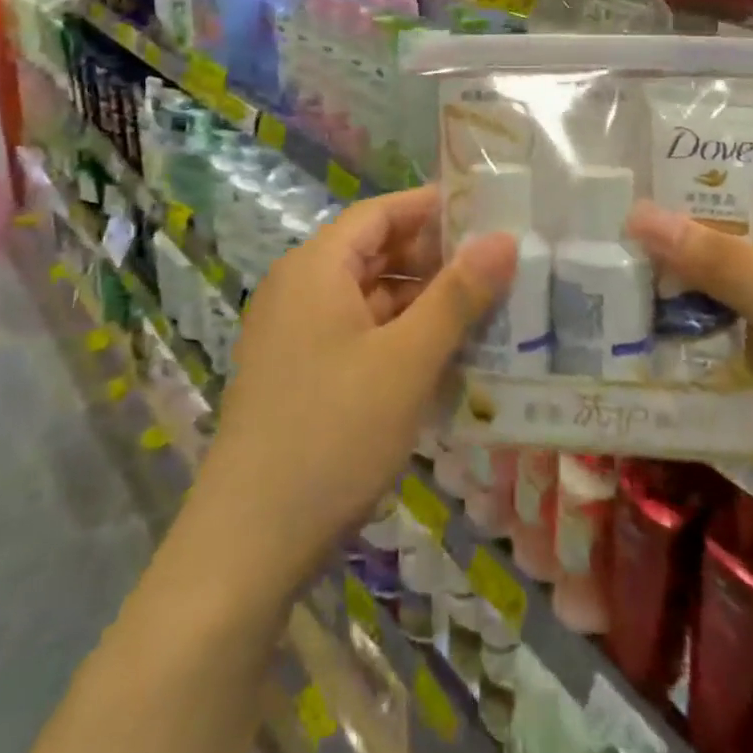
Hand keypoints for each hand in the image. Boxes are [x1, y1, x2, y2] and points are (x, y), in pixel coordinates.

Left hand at [193, 186, 516, 592]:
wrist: (248, 545)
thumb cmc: (332, 433)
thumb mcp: (407, 361)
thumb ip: (458, 295)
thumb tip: (504, 238)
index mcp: (316, 267)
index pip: (380, 213)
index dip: (432, 207)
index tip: (487, 211)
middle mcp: (299, 288)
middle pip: (374, 253)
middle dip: (435, 258)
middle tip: (499, 265)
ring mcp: (295, 334)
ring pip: (369, 297)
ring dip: (421, 302)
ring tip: (485, 310)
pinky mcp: (299, 374)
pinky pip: (358, 334)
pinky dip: (399, 337)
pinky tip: (443, 358)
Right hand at [628, 172, 752, 558]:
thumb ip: (718, 258)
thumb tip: (639, 212)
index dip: (711, 181)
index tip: (644, 175)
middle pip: (744, 240)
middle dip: (685, 236)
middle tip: (613, 221)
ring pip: (727, 288)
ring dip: (680, 282)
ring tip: (610, 262)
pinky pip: (724, 331)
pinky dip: (688, 325)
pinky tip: (635, 314)